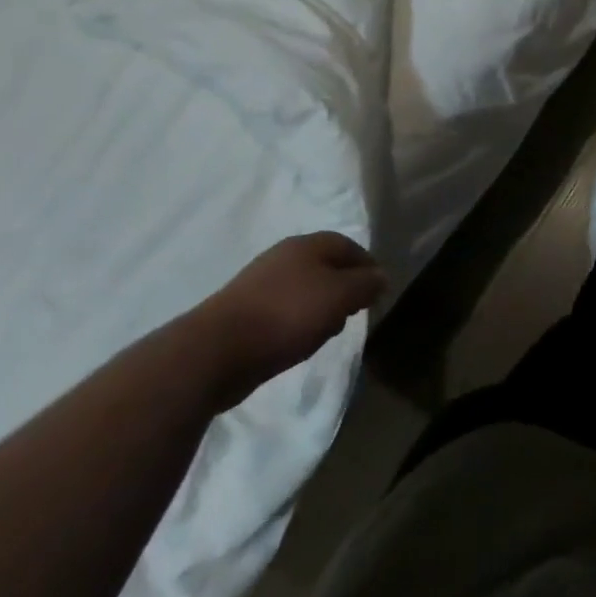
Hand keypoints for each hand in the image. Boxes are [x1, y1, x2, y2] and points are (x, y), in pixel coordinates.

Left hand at [195, 232, 387, 407]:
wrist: (213, 352)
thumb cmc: (286, 315)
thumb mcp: (340, 297)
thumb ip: (365, 284)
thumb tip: (381, 276)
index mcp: (307, 244)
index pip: (348, 245)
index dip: (367, 266)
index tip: (377, 291)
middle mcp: (283, 256)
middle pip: (325, 265)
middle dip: (343, 286)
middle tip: (354, 311)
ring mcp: (259, 282)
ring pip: (303, 288)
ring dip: (320, 306)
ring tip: (327, 331)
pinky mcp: (241, 311)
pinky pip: (282, 309)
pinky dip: (296, 320)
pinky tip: (297, 341)